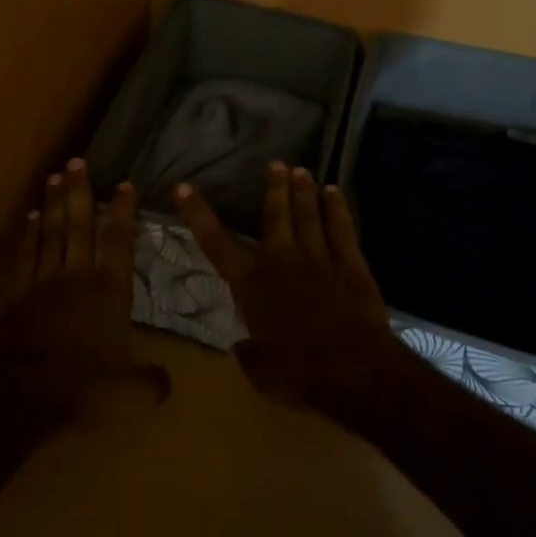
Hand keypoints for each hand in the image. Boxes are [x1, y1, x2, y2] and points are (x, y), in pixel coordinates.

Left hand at [0, 159, 169, 417]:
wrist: (26, 393)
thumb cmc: (85, 387)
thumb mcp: (131, 392)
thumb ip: (151, 381)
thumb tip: (165, 379)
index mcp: (110, 292)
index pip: (120, 241)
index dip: (123, 211)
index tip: (124, 184)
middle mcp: (78, 275)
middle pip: (80, 224)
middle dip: (80, 191)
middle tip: (77, 161)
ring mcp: (44, 281)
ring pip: (51, 232)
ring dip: (54, 203)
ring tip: (55, 176)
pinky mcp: (18, 293)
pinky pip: (25, 254)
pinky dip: (29, 233)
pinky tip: (32, 216)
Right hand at [176, 163, 400, 408]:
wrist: (352, 370)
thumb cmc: (299, 374)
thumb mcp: (261, 373)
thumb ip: (248, 354)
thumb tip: (240, 347)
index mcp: (251, 285)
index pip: (215, 243)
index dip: (197, 214)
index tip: (183, 188)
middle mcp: (281, 261)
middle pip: (275, 215)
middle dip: (274, 187)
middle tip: (275, 163)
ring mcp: (318, 259)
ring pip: (308, 215)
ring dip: (303, 191)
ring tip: (301, 170)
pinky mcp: (350, 264)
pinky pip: (341, 228)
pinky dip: (337, 208)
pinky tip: (334, 192)